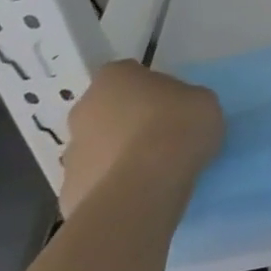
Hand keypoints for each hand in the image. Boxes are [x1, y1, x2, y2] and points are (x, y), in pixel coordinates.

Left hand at [60, 61, 224, 216]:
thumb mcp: (202, 100)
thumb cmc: (177, 127)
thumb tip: (176, 115)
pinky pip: (96, 185)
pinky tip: (139, 196)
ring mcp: (71, 155)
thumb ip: (185, 101)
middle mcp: (84, 111)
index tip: (170, 104)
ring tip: (152, 173)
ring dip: (118, 157)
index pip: (129, 74)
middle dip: (126, 123)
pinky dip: (113, 189)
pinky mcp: (69, 194)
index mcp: (114, 78)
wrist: (145, 188)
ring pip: (98, 150)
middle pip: (106, 112)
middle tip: (160, 137)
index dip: (150, 89)